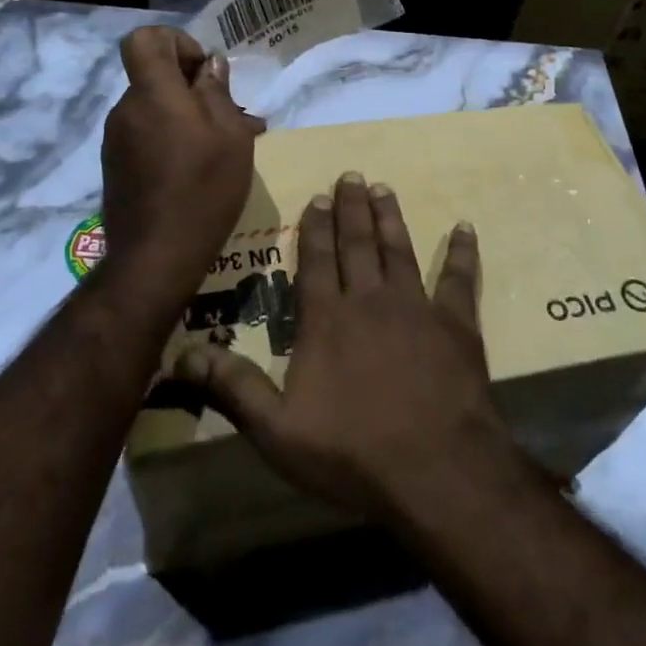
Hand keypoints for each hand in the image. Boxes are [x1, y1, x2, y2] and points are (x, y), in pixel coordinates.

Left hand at [101, 27, 262, 288]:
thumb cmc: (202, 188)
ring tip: (226, 149)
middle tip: (233, 118)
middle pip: (155, 76)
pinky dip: (173, 141)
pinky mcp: (117, 167)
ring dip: (188, 118)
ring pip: (156, 109)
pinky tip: (201, 170)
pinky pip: (148, 136)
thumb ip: (217, 92)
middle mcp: (126, 110)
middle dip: (194, 88)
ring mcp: (117, 140)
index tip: (204, 73)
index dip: (177, 43)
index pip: (145, 39)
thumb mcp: (230, 136)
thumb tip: (210, 66)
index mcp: (152, 93)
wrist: (155, 257)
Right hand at [173, 172, 516, 520]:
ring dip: (390, 218)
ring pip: (399, 249)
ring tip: (383, 188)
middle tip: (351, 175)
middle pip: (357, 243)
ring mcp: (416, 307)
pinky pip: (459, 278)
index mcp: (327, 319)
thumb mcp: (276, 430)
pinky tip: (465, 227)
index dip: (315, 226)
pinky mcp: (456, 324)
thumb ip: (232, 387)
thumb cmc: (352, 453)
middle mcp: (369, 300)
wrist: (436, 471)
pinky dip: (462, 251)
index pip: (317, 259)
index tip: (318, 196)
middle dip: (352, 207)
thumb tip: (180, 354)